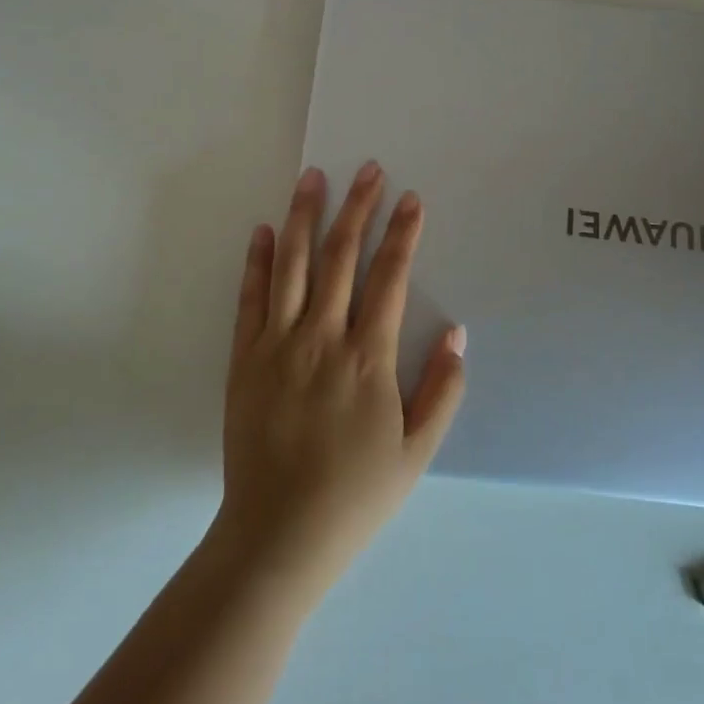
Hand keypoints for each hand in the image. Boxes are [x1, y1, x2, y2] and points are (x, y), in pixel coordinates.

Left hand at [213, 163, 466, 593]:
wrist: (277, 535)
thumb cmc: (355, 495)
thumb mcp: (417, 452)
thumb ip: (442, 390)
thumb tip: (458, 333)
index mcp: (368, 358)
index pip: (390, 278)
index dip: (403, 234)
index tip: (411, 199)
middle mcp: (322, 338)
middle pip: (341, 257)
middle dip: (358, 207)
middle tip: (367, 168)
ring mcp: (278, 344)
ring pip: (293, 265)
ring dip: (305, 217)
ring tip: (312, 177)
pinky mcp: (245, 358)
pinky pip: (252, 298)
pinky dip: (258, 261)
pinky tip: (265, 231)